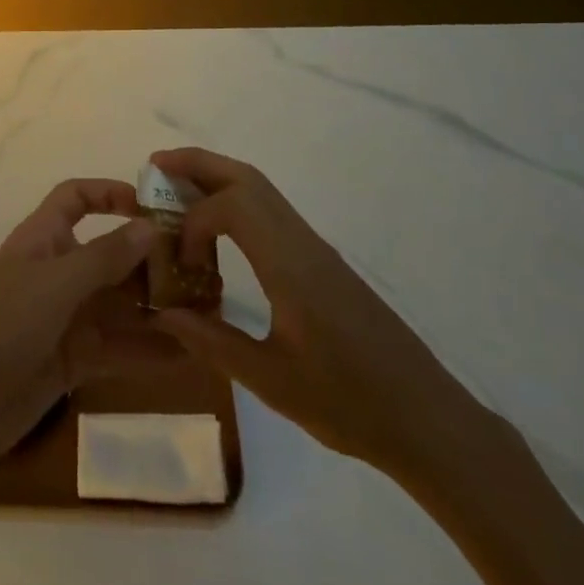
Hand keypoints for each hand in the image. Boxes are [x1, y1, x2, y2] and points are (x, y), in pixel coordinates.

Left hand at [0, 179, 178, 483]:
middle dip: (149, 261)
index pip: (75, 198)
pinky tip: (185, 355)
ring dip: (155, 307)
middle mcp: (56, 271)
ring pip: (118, 303)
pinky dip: (146, 349)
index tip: (153, 205)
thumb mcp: (55, 283)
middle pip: (109, 255)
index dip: (109, 193)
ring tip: (205, 314)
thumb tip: (149, 225)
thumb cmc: (1, 325)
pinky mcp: (71, 359)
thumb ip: (104, 257)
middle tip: (201, 271)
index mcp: (43, 238)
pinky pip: (116, 346)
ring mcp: (64, 317)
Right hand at [148, 148, 485, 476]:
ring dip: (217, 179)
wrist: (427, 420)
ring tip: (177, 191)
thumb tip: (164, 312)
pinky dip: (236, 203)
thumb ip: (213, 342)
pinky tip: (219, 232)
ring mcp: (315, 247)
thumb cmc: (350, 404)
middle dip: (198, 164)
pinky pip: (272, 211)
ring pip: (261, 189)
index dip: (194, 222)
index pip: (232, 205)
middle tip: (156, 168)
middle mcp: (302, 241)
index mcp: (291, 265)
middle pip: (247, 177)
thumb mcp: (272, 382)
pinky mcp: (322, 260)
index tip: (181, 263)